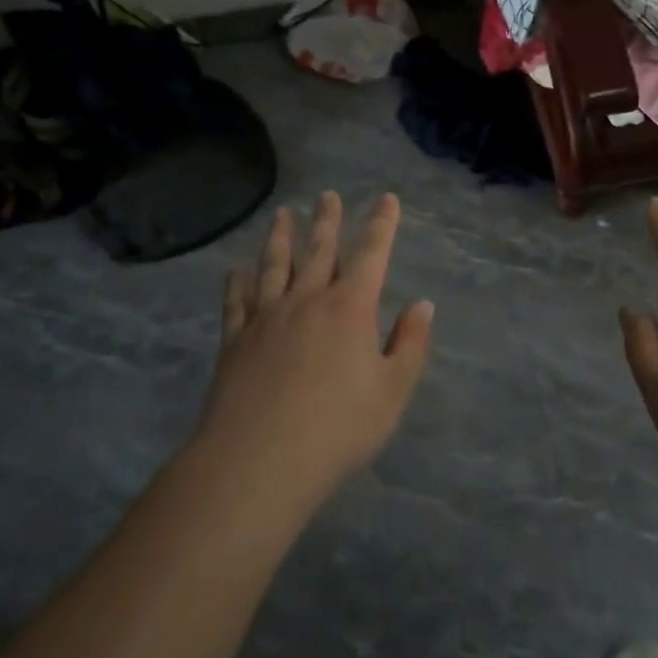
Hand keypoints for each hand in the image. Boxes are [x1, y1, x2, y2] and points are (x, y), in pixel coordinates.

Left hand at [199, 192, 433, 514]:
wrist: (258, 461)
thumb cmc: (337, 428)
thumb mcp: (392, 392)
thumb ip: (410, 344)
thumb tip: (422, 304)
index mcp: (350, 308)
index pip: (371, 254)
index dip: (382, 224)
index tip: (386, 199)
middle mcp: (307, 300)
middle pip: (319, 250)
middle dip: (327, 221)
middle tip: (328, 195)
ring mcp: (266, 318)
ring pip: (274, 265)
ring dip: (280, 237)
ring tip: (282, 214)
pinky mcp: (235, 340)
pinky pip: (237, 300)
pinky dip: (238, 280)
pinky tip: (236, 268)